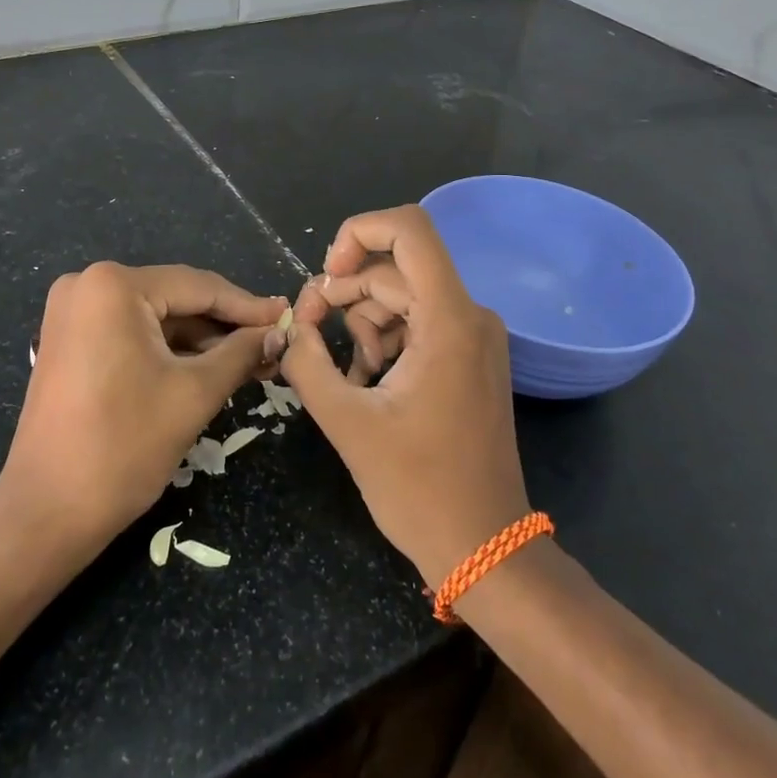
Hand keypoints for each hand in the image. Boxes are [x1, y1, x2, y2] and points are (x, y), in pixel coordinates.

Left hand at [0, 263, 285, 551]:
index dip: (248, 306)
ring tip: (251, 360)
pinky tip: (209, 366)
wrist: (46, 513)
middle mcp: (88, 284)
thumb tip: (279, 332)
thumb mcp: (194, 394)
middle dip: (225, 326)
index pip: (198, 287)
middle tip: (273, 344)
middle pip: (176, 298)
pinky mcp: (70, 340)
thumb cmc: (124, 447)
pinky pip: (132, 332)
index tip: (288, 317)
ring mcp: (74, 312)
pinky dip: (169, 350)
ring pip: (156, 317)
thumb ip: (241, 353)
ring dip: (200, 340)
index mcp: (114, 286)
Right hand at [276, 206, 531, 590]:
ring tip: (344, 373)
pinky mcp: (470, 358)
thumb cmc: (418, 488)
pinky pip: (418, 325)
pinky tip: (366, 381)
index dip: (359, 231)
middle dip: (344, 292)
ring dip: (362, 323)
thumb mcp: (347, 422)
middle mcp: (470, 315)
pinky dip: (385, 341)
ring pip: (403, 297)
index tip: (325, 275)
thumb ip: (307, 363)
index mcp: (449, 320)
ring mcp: (474, 337)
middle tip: (306, 331)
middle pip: (395, 270)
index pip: (409, 229)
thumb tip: (292, 328)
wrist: (485, 548)